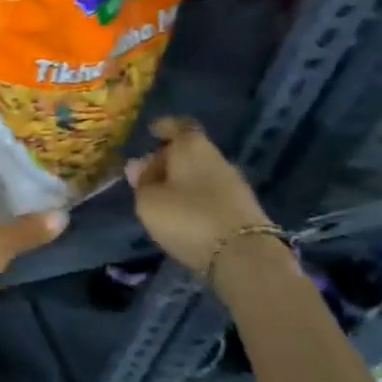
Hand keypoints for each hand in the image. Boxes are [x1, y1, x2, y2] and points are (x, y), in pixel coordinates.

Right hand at [125, 117, 270, 272]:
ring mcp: (234, 183)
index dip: (164, 127)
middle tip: (147, 175)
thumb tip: (138, 165)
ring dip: (182, 181)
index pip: (178, 126)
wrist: (244, 256)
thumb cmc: (188, 217)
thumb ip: (142, 181)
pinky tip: (185, 214)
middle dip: (168, 159)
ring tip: (163, 198)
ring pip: (201, 173)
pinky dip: (196, 198)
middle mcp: (216, 157)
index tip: (152, 131)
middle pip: (189, 151)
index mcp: (191, 147)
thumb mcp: (149, 201)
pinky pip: (212, 193)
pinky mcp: (243, 208)